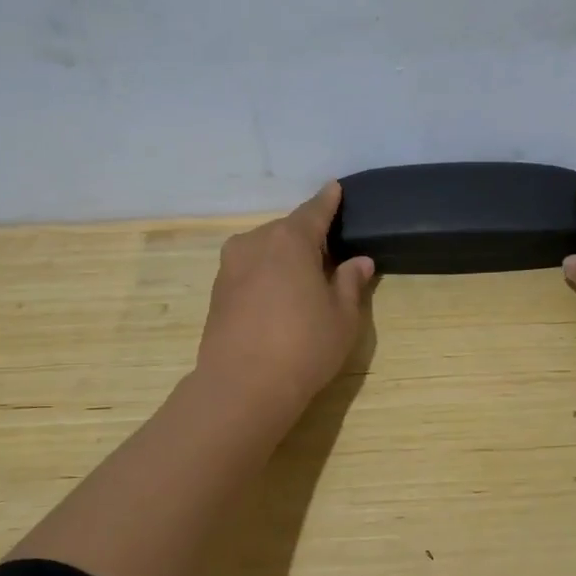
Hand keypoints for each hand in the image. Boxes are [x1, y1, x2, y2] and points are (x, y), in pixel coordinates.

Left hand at [194, 181, 373, 419]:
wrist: (242, 387)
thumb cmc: (304, 346)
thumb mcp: (342, 316)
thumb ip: (349, 282)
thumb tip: (359, 262)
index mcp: (290, 239)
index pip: (314, 211)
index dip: (328, 201)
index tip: (334, 188)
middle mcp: (255, 242)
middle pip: (287, 231)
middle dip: (307, 238)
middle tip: (329, 256)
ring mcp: (230, 266)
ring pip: (265, 250)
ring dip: (284, 258)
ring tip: (303, 281)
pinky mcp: (216, 292)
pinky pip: (249, 270)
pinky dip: (266, 275)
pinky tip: (278, 300)